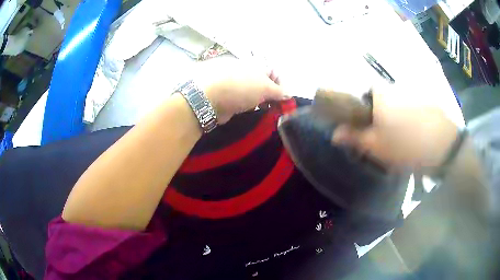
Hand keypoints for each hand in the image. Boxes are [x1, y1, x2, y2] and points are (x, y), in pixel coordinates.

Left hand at [195, 59, 285, 123]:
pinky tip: (253, 114)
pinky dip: (251, 108)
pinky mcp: (230, 97)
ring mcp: (238, 85)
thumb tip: (289, 94)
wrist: (210, 98)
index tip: (285, 99)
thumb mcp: (265, 88)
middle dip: (272, 96)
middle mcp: (248, 73)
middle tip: (276, 108)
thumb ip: (279, 92)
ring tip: (265, 113)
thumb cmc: (241, 87)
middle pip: (265, 84)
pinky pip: (245, 102)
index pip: (275, 72)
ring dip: (262, 103)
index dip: (282, 84)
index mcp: (257, 65)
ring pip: (255, 94)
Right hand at [332, 85, 458, 168]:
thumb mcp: (377, 147)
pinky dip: (410, 116)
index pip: (361, 95)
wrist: (444, 146)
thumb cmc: (406, 146)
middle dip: (379, 115)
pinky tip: (416, 132)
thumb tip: (335, 133)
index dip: (360, 111)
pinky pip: (411, 105)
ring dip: (396, 116)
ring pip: (396, 102)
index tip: (365, 128)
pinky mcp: (426, 99)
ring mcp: (412, 91)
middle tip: (385, 137)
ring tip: (402, 137)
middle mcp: (395, 87)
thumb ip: (355, 137)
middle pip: (379, 98)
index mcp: (380, 95)